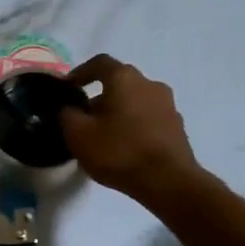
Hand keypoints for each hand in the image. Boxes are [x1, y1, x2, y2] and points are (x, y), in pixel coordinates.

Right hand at [59, 55, 203, 205]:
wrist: (168, 182)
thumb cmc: (119, 152)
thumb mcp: (78, 134)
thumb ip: (67, 115)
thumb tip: (70, 109)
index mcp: (124, 78)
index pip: (99, 63)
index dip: (80, 72)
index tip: (68, 87)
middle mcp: (149, 84)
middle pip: (119, 82)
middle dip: (100, 96)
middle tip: (84, 116)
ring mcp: (168, 105)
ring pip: (135, 100)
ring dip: (118, 111)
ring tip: (104, 135)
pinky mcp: (177, 126)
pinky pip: (149, 118)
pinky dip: (134, 125)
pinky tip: (125, 146)